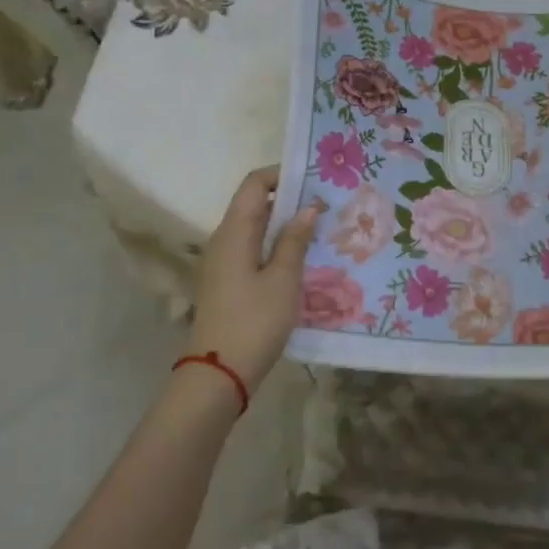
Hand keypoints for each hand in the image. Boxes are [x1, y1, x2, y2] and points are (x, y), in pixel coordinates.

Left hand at [186, 166, 318, 390]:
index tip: (315, 178)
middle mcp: (225, 239)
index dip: (282, 174)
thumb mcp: (283, 279)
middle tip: (328, 202)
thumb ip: (295, 239)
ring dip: (286, 224)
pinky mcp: (230, 281)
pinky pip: (255, 249)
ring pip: (257, 228)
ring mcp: (225, 262)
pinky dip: (278, 245)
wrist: (220, 374)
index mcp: (234, 231)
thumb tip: (308, 207)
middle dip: (290, 199)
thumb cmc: (254, 321)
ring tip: (322, 227)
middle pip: (256, 204)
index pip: (254, 184)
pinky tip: (304, 257)